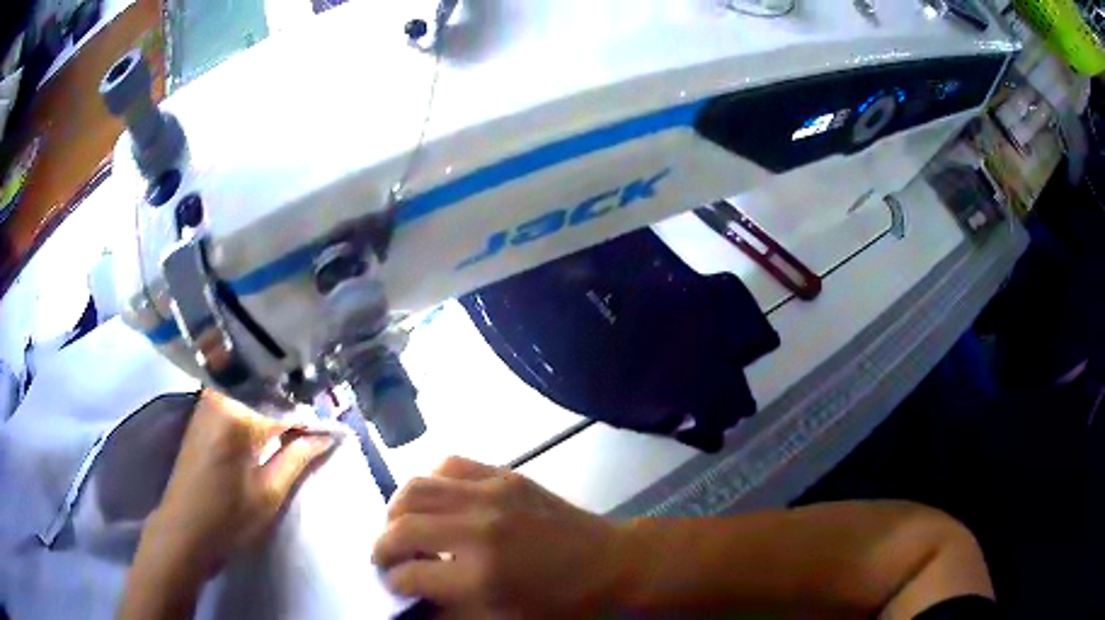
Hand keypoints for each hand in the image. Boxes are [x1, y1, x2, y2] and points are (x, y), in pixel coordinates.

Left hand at [139, 389, 334, 578]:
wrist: (183, 531)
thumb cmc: (228, 518)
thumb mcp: (269, 493)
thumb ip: (298, 457)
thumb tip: (327, 435)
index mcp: (238, 414)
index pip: (286, 402)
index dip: (314, 415)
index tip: (336, 426)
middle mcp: (221, 396)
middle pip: (268, 387)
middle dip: (297, 401)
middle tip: (322, 421)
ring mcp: (209, 401)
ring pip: (254, 389)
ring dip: (279, 402)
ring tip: (302, 422)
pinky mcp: (204, 412)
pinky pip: (240, 398)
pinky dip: (260, 407)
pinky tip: (274, 423)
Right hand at [373, 457, 623, 616]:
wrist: (612, 563)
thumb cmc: (562, 603)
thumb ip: (449, 613)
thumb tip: (411, 601)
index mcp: (481, 575)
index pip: (409, 574)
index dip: (393, 582)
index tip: (393, 584)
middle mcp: (478, 527)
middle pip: (401, 526)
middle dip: (382, 546)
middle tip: (385, 559)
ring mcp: (492, 493)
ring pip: (415, 488)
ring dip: (397, 511)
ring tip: (401, 529)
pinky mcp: (505, 475)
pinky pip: (449, 464)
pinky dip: (430, 482)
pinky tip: (435, 502)